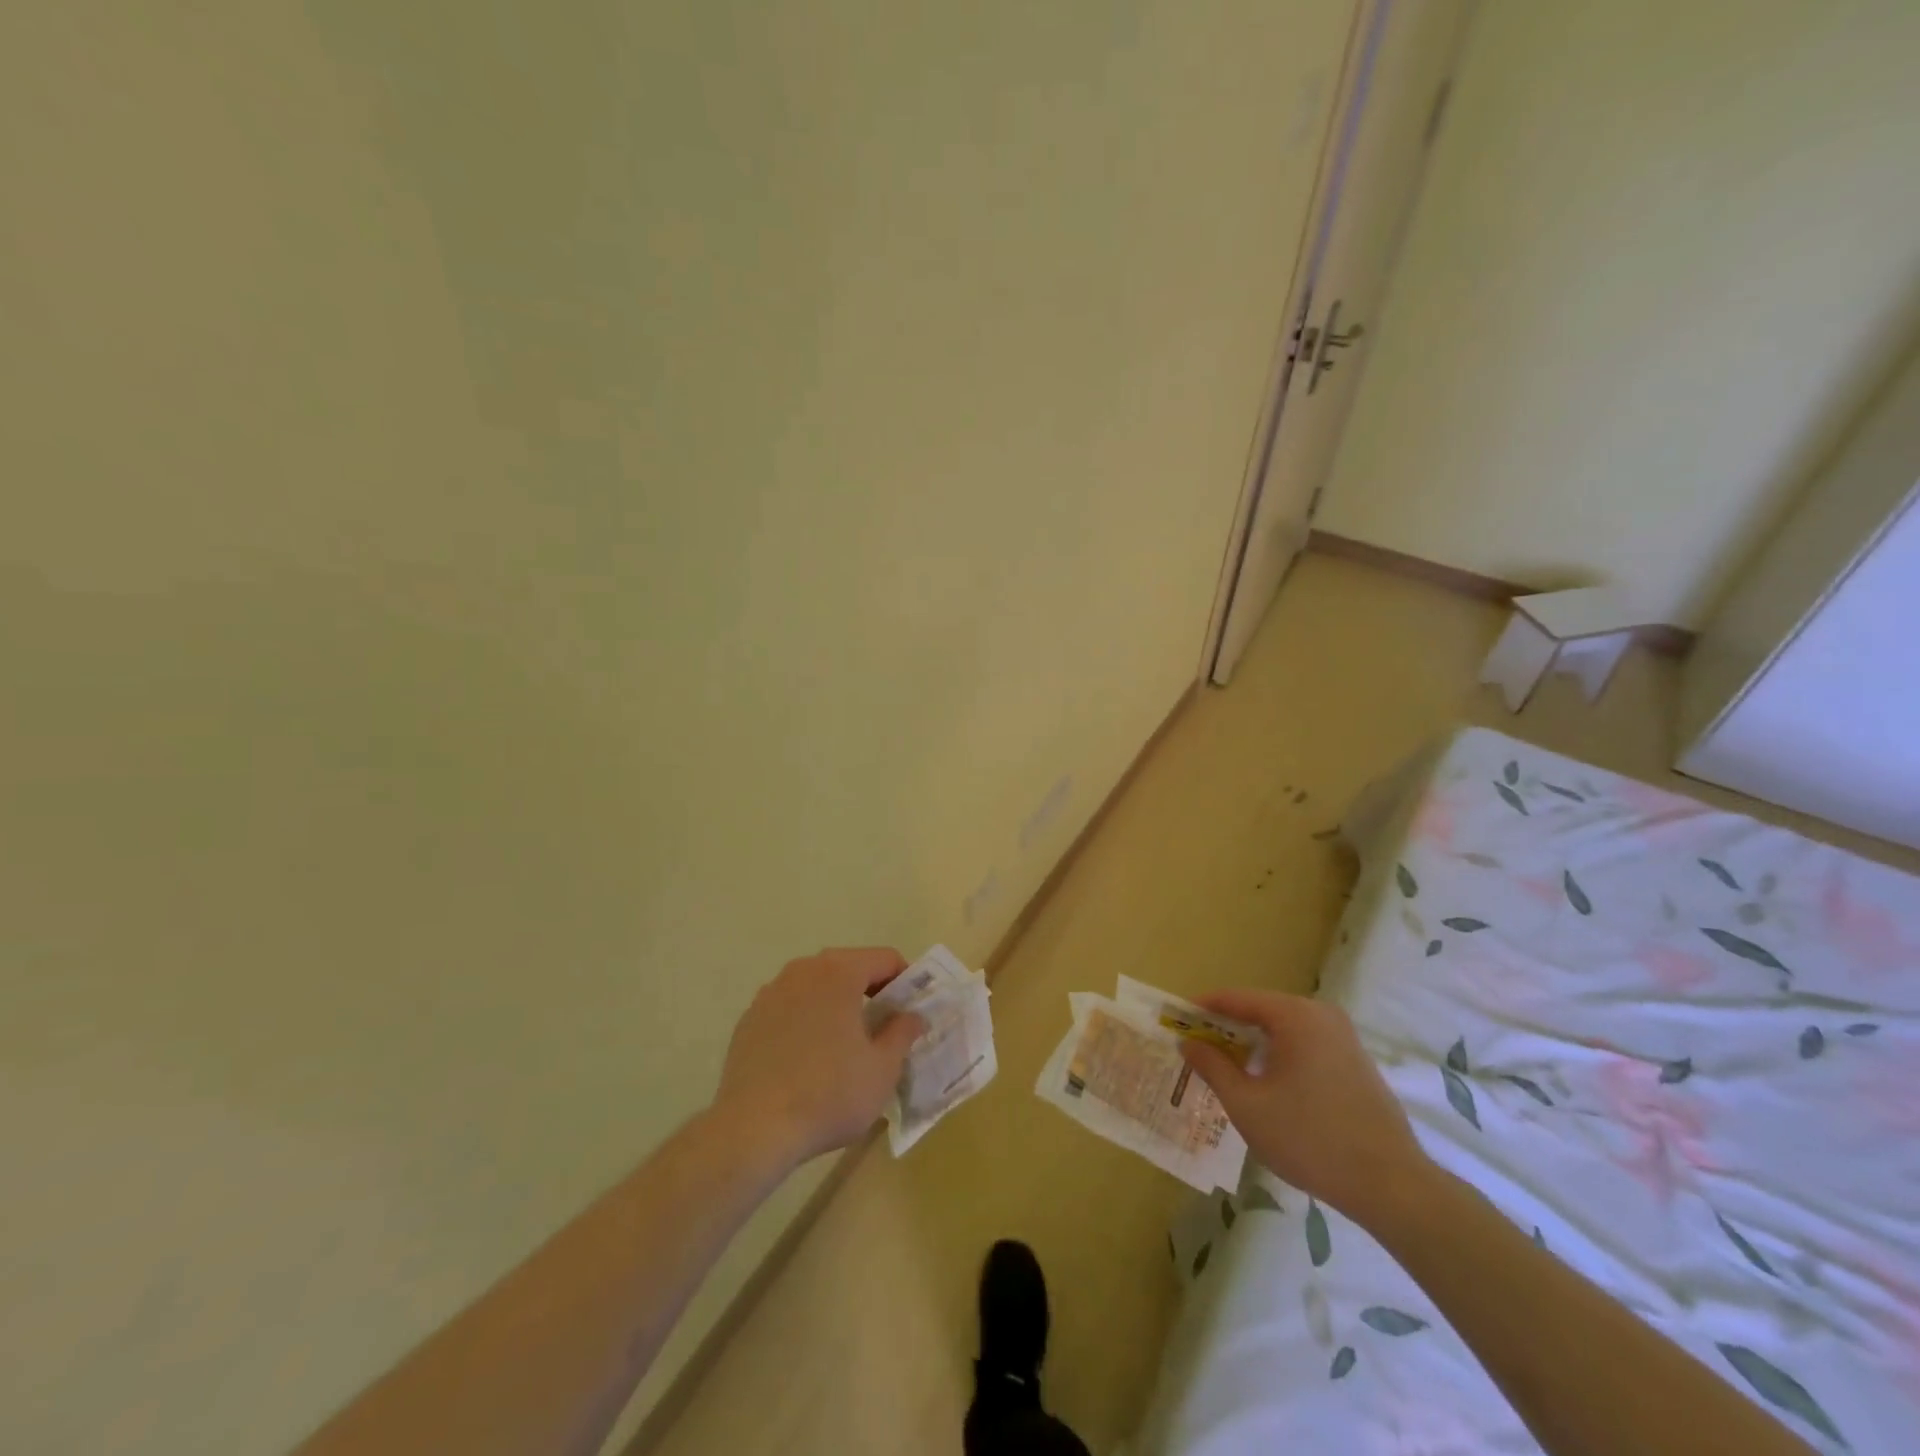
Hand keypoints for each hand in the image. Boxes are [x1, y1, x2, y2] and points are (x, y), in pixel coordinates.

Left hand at [711, 947, 925, 1170]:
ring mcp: (770, 993)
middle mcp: (802, 970)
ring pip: (816, 986)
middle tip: (884, 1026)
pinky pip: (790, 1007)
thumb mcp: (883, 1069)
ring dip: (836, 1002)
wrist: (753, 1130)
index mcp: (839, 972)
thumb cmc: (829, 1094)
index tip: (912, 1010)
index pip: (885, 958)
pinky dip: (806, 1019)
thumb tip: (912, 1016)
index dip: (905, 980)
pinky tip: (808, 1058)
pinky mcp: (749, 1019)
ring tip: (846, 1043)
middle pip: (849, 966)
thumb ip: (902, 1033)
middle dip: (871, 990)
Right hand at [1179, 990, 1432, 1226]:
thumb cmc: (1310, 1139)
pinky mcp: (1356, 1063)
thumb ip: (1213, 1067)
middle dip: (1227, 1029)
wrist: (1392, 1187)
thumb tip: (1187, 1042)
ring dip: (1253, 1046)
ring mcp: (1344, 1038)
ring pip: (1284, 1031)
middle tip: (1197, 1049)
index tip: (1177, 1021)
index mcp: (1295, 1015)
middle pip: (1261, 1011)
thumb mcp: (1247, 1105)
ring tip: (1227, 1069)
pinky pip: (1305, 1046)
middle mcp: (1321, 1015)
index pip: (1236, 998)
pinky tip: (1267, 1085)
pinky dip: (1280, 1057)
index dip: (1203, 1009)